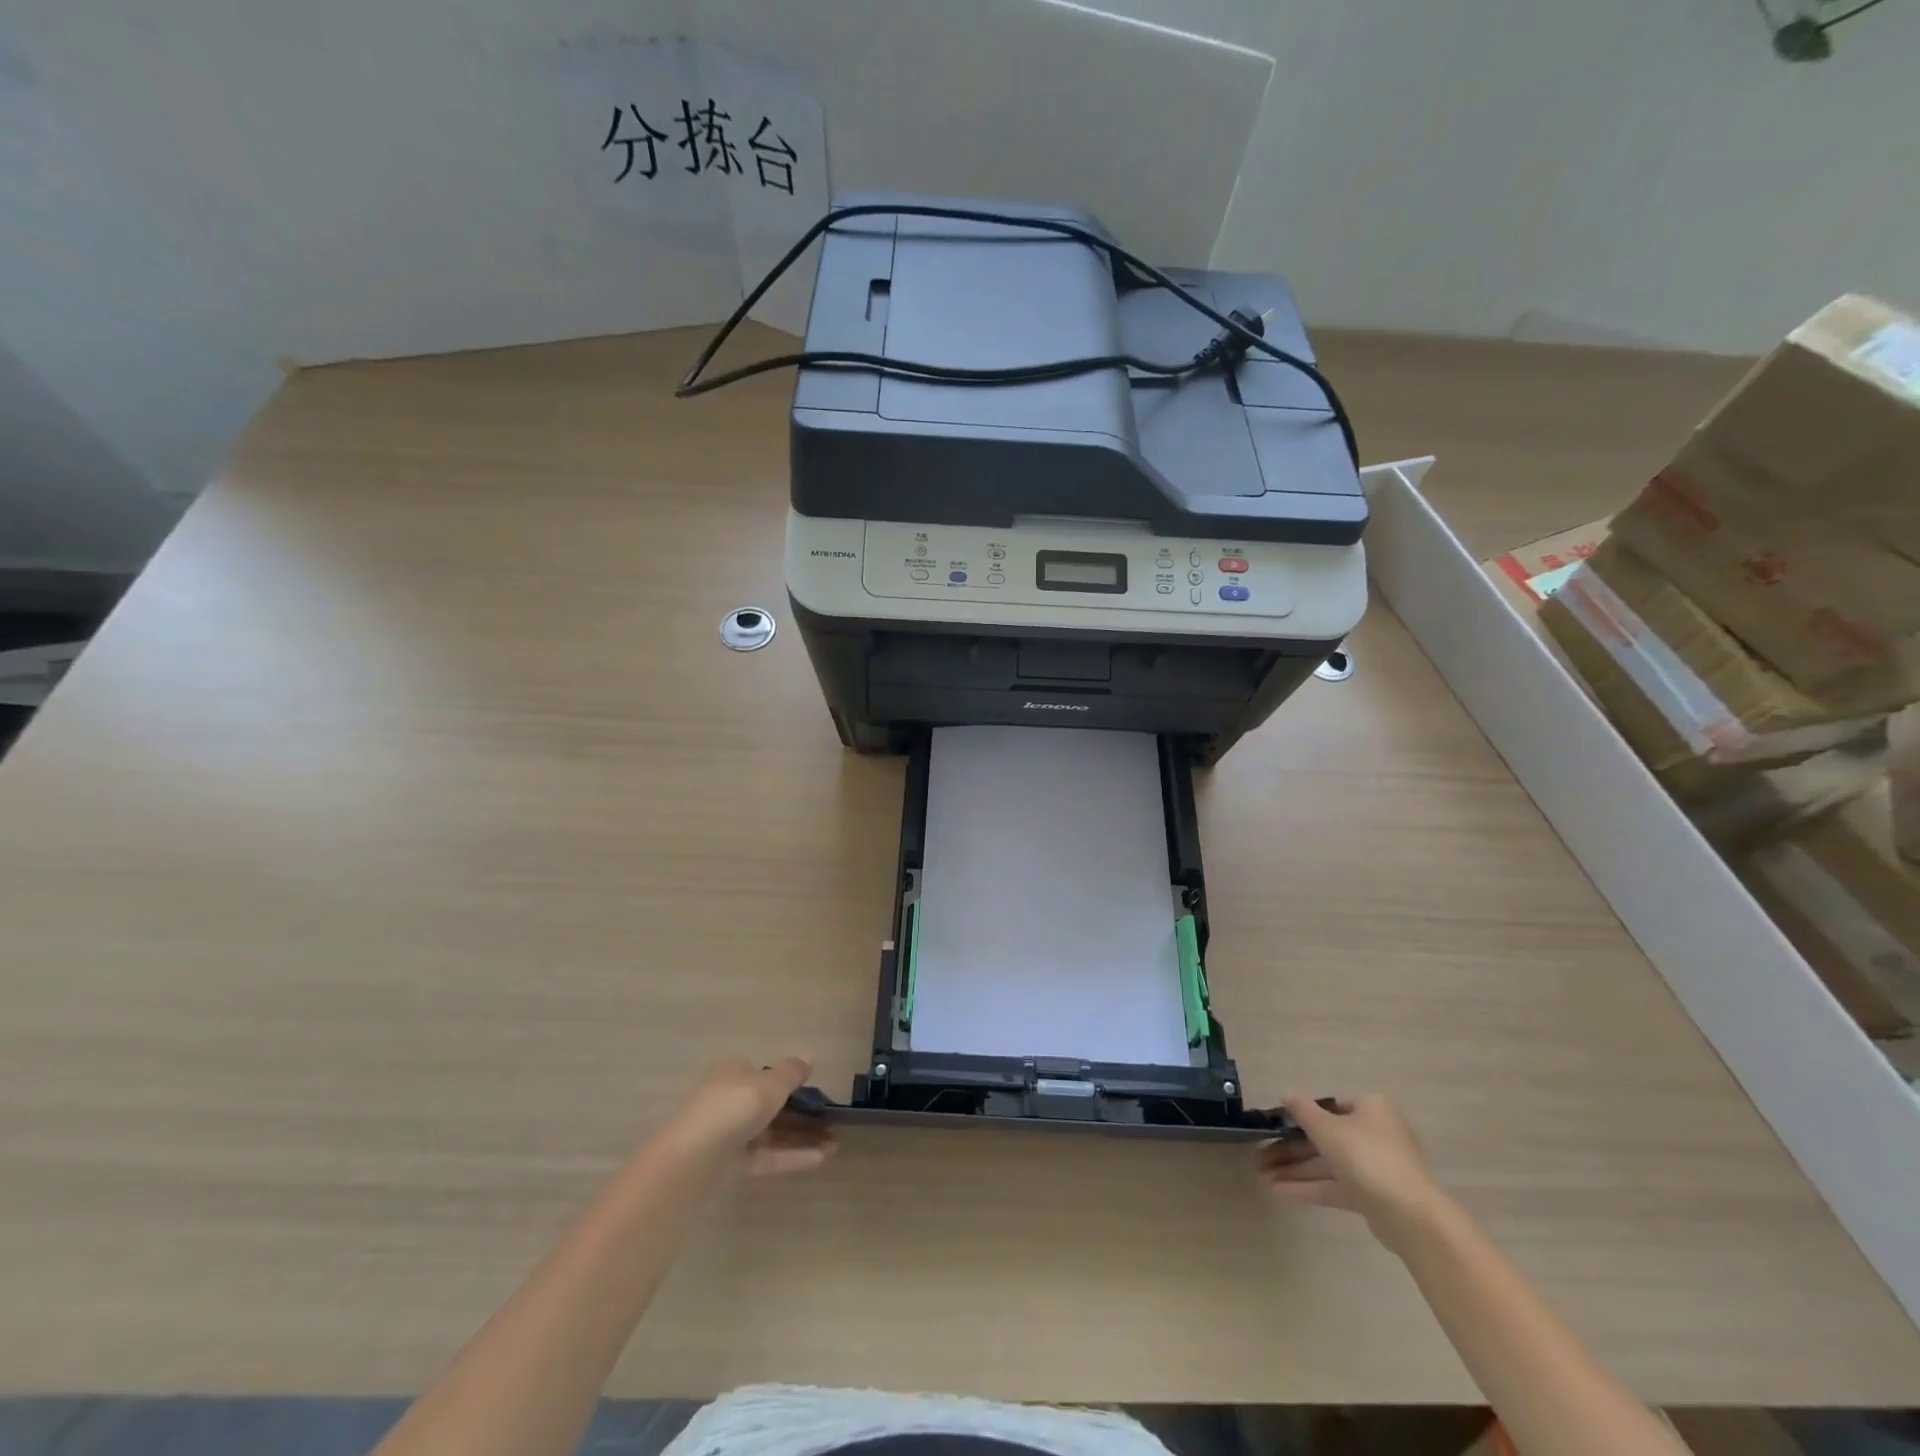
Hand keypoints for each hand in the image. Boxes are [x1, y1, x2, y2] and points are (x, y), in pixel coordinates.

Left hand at [662, 1056, 834, 1176]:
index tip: (815, 1091)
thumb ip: (792, 1072)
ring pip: (771, 1132)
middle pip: (769, 1104)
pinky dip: (790, 1156)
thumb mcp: (771, 1084)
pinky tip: (821, 1159)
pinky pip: (766, 1156)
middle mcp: (729, 1099)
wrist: (693, 1158)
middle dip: (801, 1113)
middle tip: (831, 1121)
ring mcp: (729, 1133)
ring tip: (835, 1143)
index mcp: (733, 1072)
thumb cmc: (735, 1106)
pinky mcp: (730, 1164)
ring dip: (801, 1136)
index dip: (789, 1080)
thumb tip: (809, 1055)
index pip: (763, 1072)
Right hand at [1260, 1094, 1447, 1251]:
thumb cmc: (1366, 1156)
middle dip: (1290, 1148)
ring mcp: (1374, 1167)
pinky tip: (1279, 1191)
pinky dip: (1309, 1187)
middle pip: (1324, 1137)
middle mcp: (1374, 1133)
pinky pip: (1335, 1186)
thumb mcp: (1326, 1127)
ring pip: (1327, 1164)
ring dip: (1295, 1170)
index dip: (1300, 1114)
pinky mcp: (1372, 1197)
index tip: (1275, 1125)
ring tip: (1262, 1177)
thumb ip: (1302, 1110)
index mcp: (1370, 1108)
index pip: (1329, 1105)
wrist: (1410, 1216)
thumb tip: (1286, 1094)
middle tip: (1260, 1155)